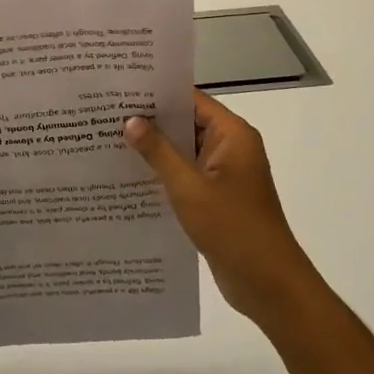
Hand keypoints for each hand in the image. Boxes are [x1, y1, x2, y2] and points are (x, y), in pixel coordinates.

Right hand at [124, 91, 301, 322]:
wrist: (268, 285)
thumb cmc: (232, 228)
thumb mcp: (188, 187)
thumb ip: (158, 151)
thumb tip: (131, 120)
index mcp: (232, 135)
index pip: (190, 99)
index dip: (157, 92)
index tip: (120, 88)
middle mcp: (230, 147)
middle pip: (185, 122)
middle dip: (149, 119)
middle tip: (105, 112)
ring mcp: (224, 173)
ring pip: (183, 150)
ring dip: (153, 148)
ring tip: (108, 139)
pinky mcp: (216, 197)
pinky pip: (185, 174)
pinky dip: (162, 172)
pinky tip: (129, 174)